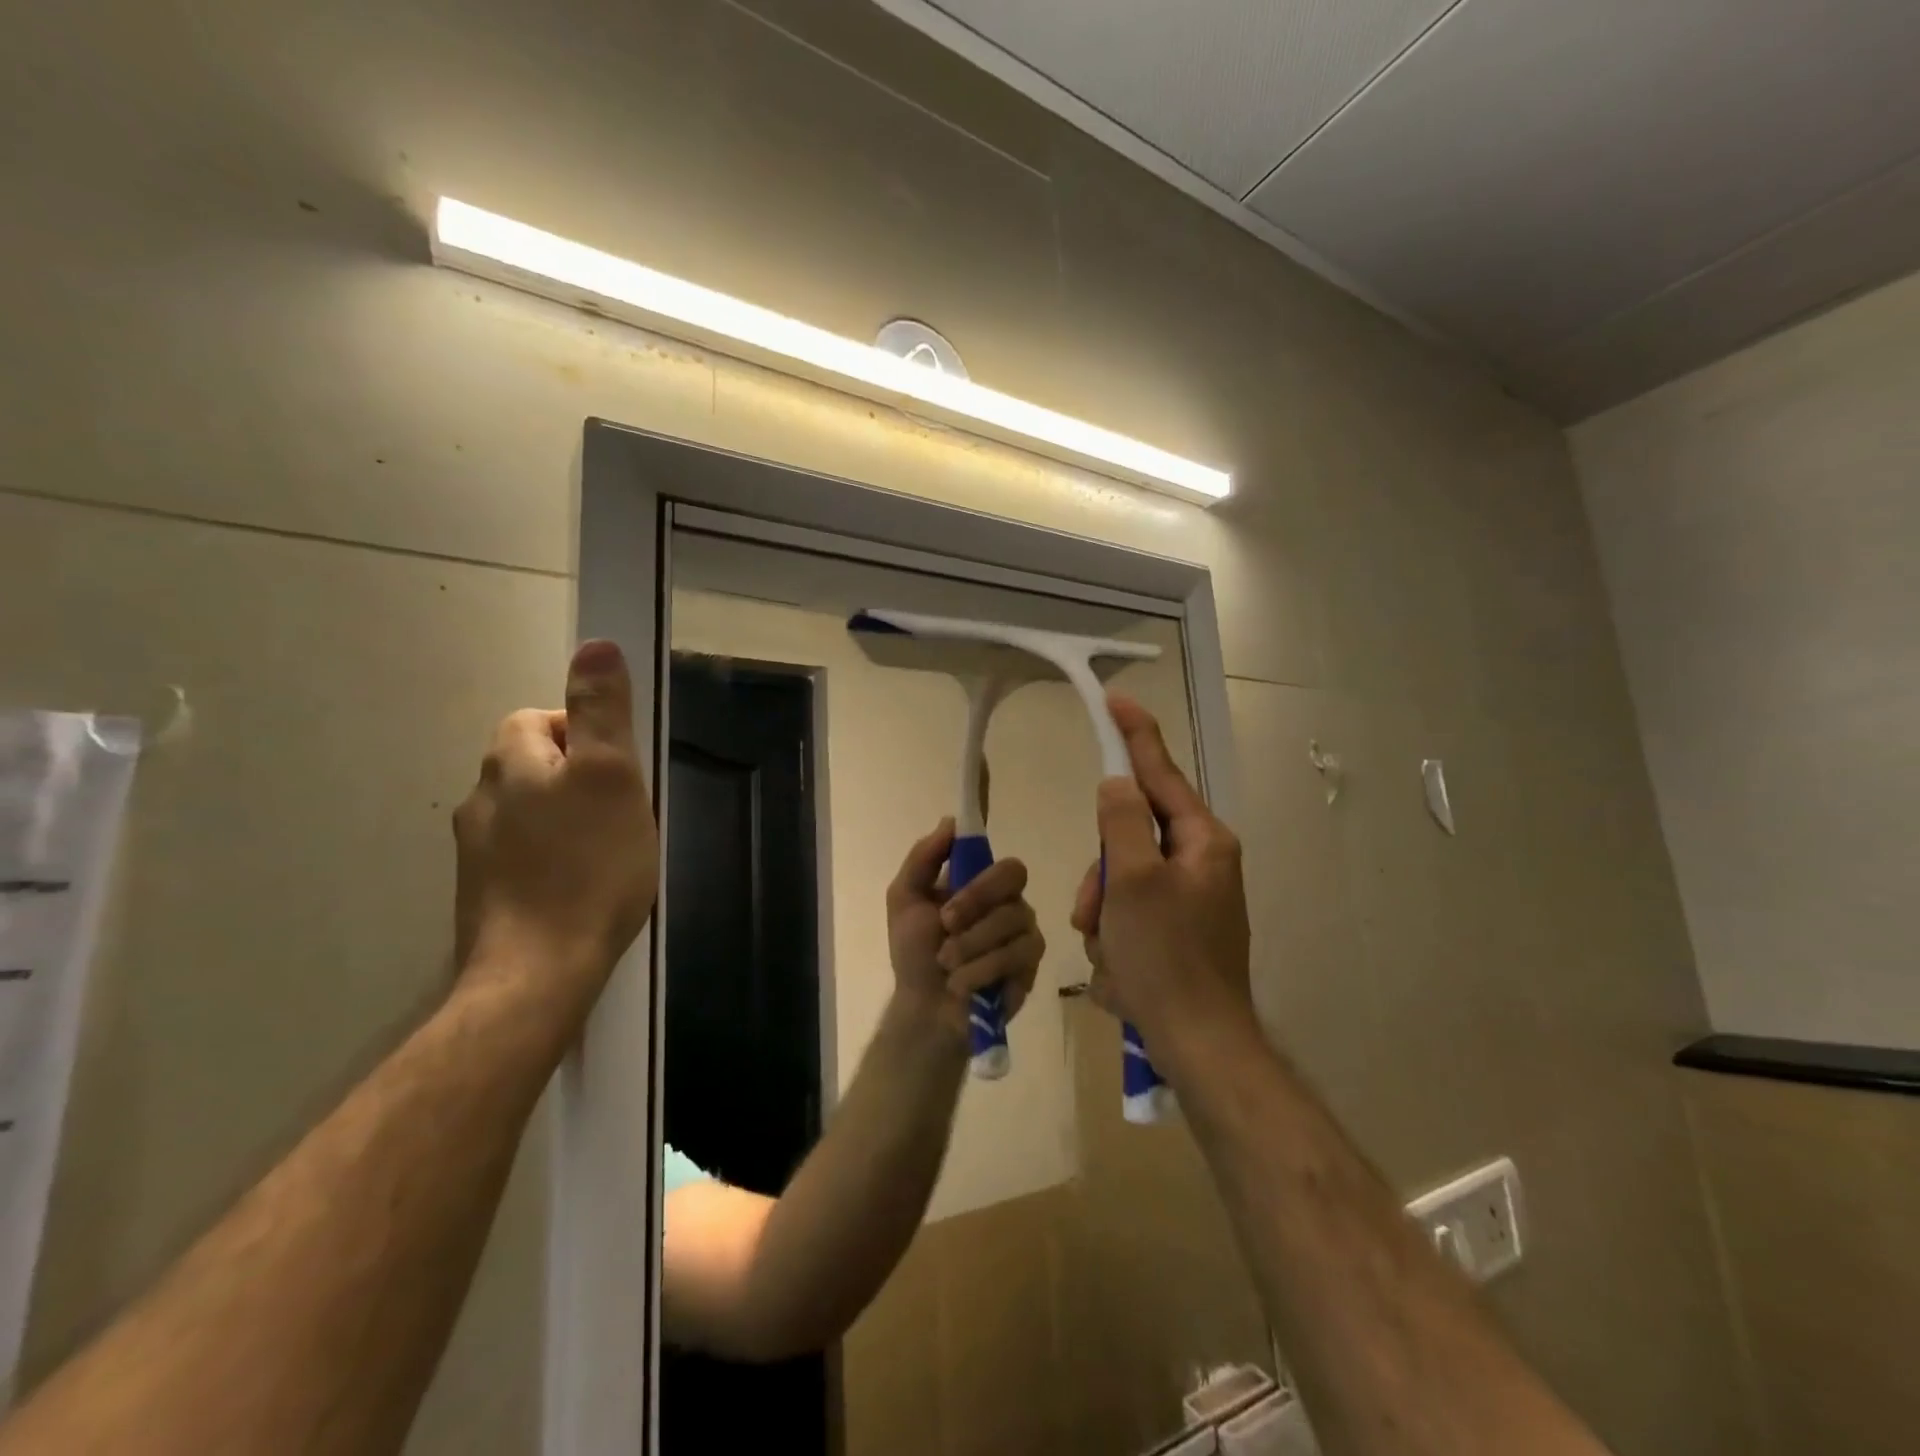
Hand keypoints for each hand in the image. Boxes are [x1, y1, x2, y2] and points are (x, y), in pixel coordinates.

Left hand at [453, 640, 658, 1008]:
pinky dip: (550, 857)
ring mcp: (475, 852)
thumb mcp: (611, 776)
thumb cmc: (589, 865)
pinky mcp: (483, 894)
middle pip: (530, 765)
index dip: (581, 732)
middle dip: (574, 776)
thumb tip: (595, 644)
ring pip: (526, 812)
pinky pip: (521, 854)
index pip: (536, 719)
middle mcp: (481, 799)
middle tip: (620, 810)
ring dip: (563, 817)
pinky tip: (578, 885)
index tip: (619, 770)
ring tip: (605, 850)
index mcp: (510, 764)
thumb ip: (601, 711)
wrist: (539, 970)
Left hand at [887, 818, 1044, 1043]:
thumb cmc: (914, 952)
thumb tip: (951, 821)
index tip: (948, 900)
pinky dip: (981, 970)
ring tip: (947, 965)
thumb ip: (923, 858)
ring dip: (969, 946)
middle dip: (974, 906)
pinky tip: (962, 983)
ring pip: (1011, 921)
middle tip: (945, 928)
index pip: (1003, 863)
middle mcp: (1010, 904)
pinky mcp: (1030, 967)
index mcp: (982, 885)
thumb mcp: (904, 899)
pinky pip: (1016, 956)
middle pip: (1014, 880)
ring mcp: (1025, 934)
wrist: (924, 1009)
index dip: (979, 880)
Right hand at [1070, 693, 1252, 1053]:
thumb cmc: (1167, 957)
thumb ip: (1121, 822)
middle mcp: (1202, 862)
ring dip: (1102, 912)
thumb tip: (1117, 784)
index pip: (1160, 773)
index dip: (1134, 736)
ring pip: (1121, 879)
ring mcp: (1191, 899)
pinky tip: (1120, 970)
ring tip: (1109, 951)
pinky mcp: (1178, 932)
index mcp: (1203, 841)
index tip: (1115, 700)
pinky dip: (1115, 936)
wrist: (1198, 1046)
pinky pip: (1130, 914)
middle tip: (1092, 909)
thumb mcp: (1132, 881)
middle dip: (1101, 874)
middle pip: (1131, 836)